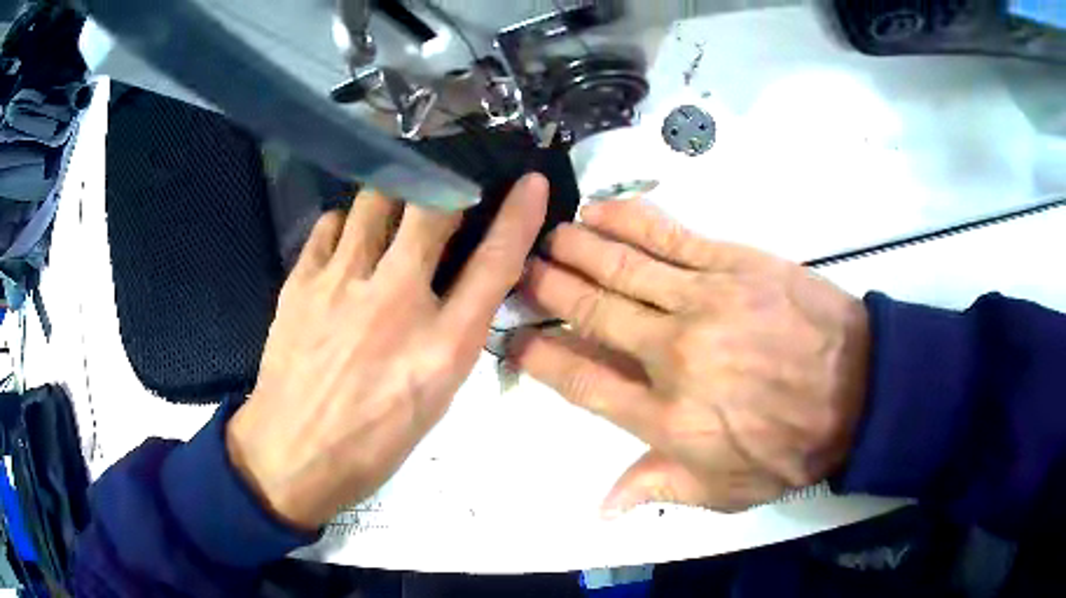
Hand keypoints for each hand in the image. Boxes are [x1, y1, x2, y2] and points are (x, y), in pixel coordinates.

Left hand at [227, 175, 547, 529]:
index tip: (531, 185)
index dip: (519, 217)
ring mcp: (341, 285)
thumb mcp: (435, 397)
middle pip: (431, 210)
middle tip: (442, 200)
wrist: (293, 454)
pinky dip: (345, 223)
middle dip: (445, 191)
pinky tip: (346, 245)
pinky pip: (330, 222)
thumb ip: (454, 334)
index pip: (494, 264)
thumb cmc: (372, 441)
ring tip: (390, 220)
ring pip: (374, 200)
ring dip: (392, 201)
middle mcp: (395, 303)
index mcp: (442, 346)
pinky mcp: (300, 282)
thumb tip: (460, 283)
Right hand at [511, 199, 868, 513]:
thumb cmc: (792, 447)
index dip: (541, 357)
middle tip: (522, 273)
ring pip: (623, 269)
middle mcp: (673, 355)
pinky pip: (670, 238)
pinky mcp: (734, 265)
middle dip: (549, 290)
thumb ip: (658, 488)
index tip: (515, 340)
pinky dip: (630, 222)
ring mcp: (703, 303)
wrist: (860, 391)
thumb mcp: (725, 491)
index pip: (582, 381)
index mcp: (666, 417)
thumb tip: (601, 508)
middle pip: (593, 314)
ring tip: (549, 237)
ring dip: (577, 249)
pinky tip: (599, 211)